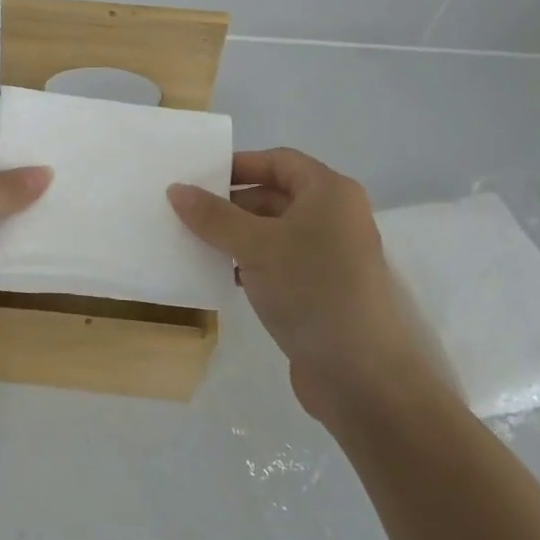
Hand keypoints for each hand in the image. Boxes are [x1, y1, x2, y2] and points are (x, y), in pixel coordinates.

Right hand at [169, 150, 439, 417]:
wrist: (364, 378)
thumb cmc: (313, 291)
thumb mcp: (255, 246)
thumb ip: (213, 216)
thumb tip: (175, 189)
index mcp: (330, 193)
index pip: (278, 161)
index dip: (237, 165)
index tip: (196, 177)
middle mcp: (334, 217)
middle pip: (274, 195)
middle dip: (230, 203)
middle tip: (185, 212)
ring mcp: (330, 256)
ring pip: (273, 232)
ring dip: (235, 235)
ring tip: (193, 242)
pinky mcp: (321, 291)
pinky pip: (278, 263)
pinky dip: (249, 263)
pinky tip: (219, 274)